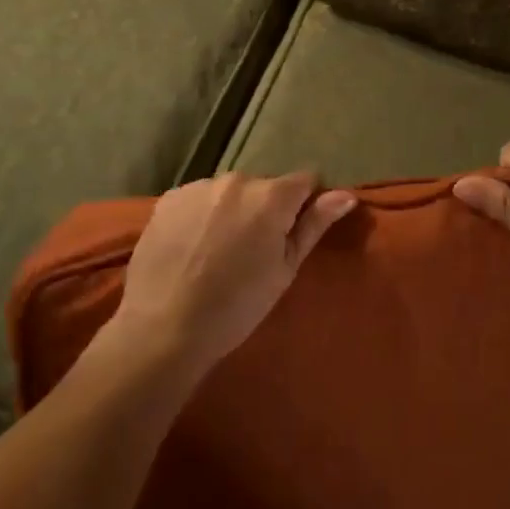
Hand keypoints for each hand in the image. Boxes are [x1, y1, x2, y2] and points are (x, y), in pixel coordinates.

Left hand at [113, 172, 356, 370]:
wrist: (163, 328)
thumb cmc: (236, 306)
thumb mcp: (284, 270)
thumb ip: (314, 225)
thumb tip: (346, 195)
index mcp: (271, 196)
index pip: (305, 180)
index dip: (304, 204)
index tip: (292, 233)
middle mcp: (237, 180)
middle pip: (264, 187)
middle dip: (265, 209)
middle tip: (253, 252)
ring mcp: (199, 187)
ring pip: (229, 193)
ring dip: (231, 211)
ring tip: (217, 253)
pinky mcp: (169, 199)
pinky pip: (198, 199)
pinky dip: (201, 216)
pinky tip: (191, 248)